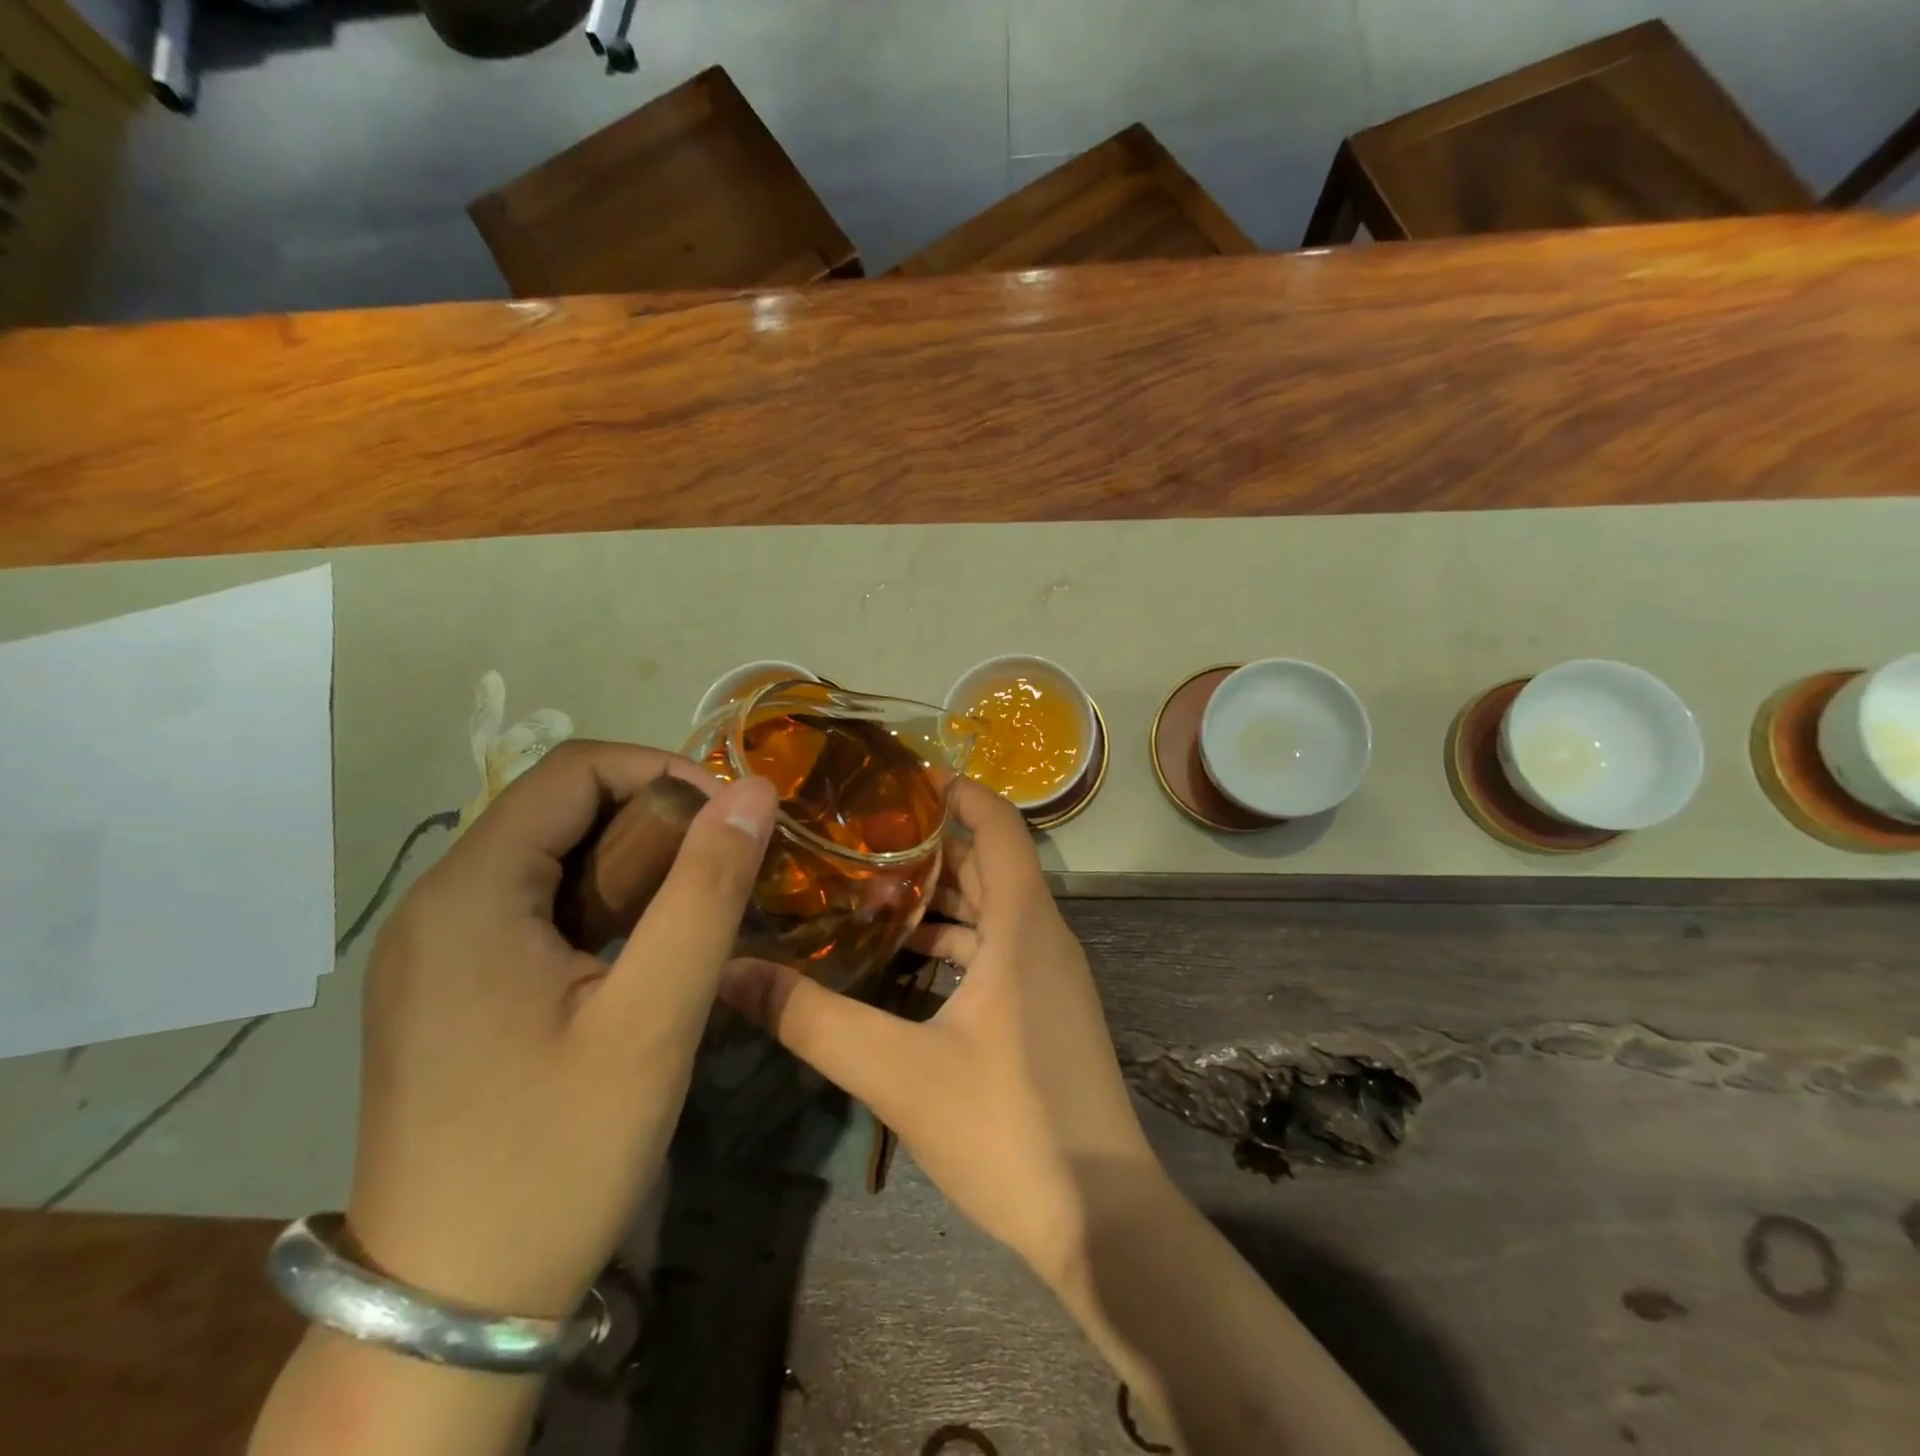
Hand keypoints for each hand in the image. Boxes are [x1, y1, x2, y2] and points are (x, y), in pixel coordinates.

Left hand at [346, 741, 776, 1317]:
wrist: (452, 1307)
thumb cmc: (559, 1152)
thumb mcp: (654, 1017)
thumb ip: (707, 890)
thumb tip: (753, 790)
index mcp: (471, 894)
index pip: (574, 770)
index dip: (664, 770)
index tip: (731, 818)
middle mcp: (438, 904)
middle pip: (559, 809)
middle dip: (654, 819)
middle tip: (723, 871)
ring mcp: (435, 950)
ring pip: (550, 857)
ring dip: (632, 863)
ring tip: (694, 910)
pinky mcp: (448, 988)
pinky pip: (533, 907)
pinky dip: (600, 903)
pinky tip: (640, 953)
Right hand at [718, 776, 1156, 1282]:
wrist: (1102, 1221)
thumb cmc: (1008, 1129)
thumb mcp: (899, 1073)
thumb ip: (814, 1021)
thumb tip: (731, 973)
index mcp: (1023, 925)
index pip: (998, 824)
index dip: (957, 792)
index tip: (899, 779)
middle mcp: (1043, 936)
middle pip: (987, 864)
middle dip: (928, 845)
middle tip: (856, 837)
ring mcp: (1049, 976)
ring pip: (991, 911)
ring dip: (937, 898)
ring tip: (865, 891)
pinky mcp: (1045, 1011)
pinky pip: (997, 951)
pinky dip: (954, 942)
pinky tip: (903, 960)